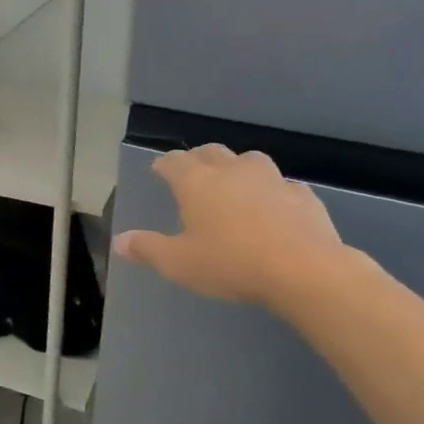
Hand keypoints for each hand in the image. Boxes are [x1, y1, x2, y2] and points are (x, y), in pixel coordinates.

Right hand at [113, 145, 350, 309]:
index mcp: (197, 182)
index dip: (164, 164)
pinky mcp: (303, 195)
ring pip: (249, 161)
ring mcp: (271, 179)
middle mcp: (232, 171)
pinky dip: (273, 192)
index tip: (159, 170)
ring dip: (238, 169)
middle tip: (193, 175)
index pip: (173, 161)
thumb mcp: (179, 264)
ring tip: (234, 186)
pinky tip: (274, 209)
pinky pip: (282, 186)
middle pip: (211, 152)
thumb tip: (119, 241)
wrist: (304, 270)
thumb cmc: (231, 263)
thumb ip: (147, 249)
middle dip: (198, 159)